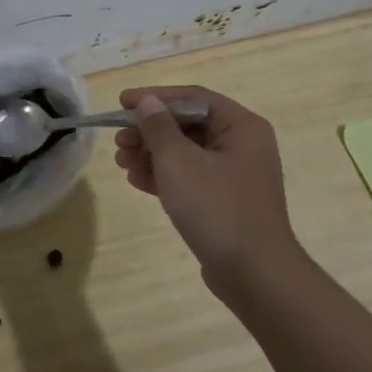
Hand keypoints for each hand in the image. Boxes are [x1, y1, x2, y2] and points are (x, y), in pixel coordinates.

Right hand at [113, 86, 301, 295]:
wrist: (253, 274)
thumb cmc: (216, 207)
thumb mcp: (178, 161)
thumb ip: (158, 127)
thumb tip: (147, 102)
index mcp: (241, 126)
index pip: (192, 98)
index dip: (155, 97)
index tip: (122, 103)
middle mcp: (242, 145)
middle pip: (188, 125)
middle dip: (149, 131)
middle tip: (118, 140)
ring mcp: (235, 176)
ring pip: (186, 153)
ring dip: (151, 153)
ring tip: (121, 161)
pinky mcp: (225, 202)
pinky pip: (190, 177)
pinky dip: (164, 176)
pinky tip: (136, 180)